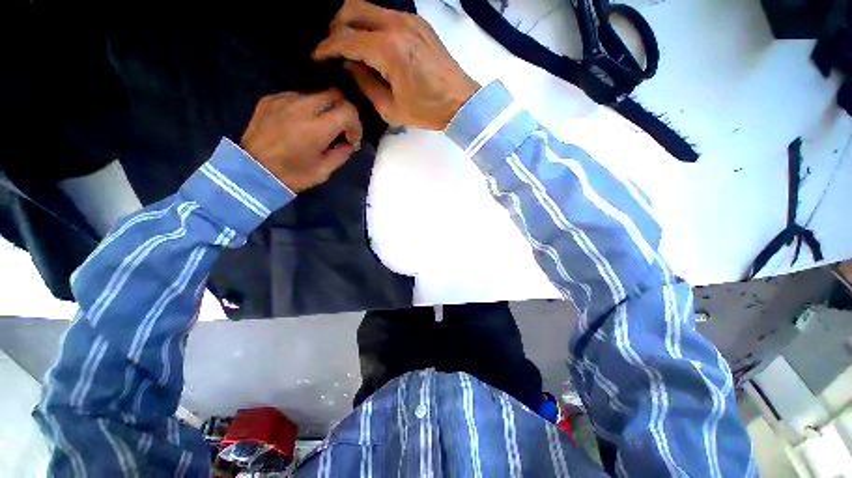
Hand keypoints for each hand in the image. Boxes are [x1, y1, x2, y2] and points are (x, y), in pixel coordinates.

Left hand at [240, 89, 362, 192]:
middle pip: (334, 94)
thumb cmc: (292, 175)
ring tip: (318, 128)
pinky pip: (296, 97)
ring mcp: (283, 100)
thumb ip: (342, 153)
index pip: (348, 110)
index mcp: (317, 128)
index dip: (356, 124)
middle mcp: (302, 107)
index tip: (351, 139)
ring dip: (324, 110)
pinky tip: (298, 124)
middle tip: (340, 129)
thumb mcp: (324, 171)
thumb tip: (349, 143)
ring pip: (315, 95)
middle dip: (343, 111)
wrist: (251, 171)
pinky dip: (304, 109)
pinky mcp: (270, 99)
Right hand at [313, 0, 479, 129]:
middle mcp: (396, 25)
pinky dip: (372, 25)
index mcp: (388, 50)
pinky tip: (373, 44)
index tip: (317, 57)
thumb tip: (350, 65)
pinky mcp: (418, 22)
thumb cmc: (427, 111)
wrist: (460, 101)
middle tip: (334, 50)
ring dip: (353, 23)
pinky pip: (385, 15)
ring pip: (368, 8)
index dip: (326, 48)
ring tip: (352, 48)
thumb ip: (365, 84)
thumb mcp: (390, 108)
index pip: (345, 39)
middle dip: (336, 28)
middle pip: (352, 9)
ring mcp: (409, 20)